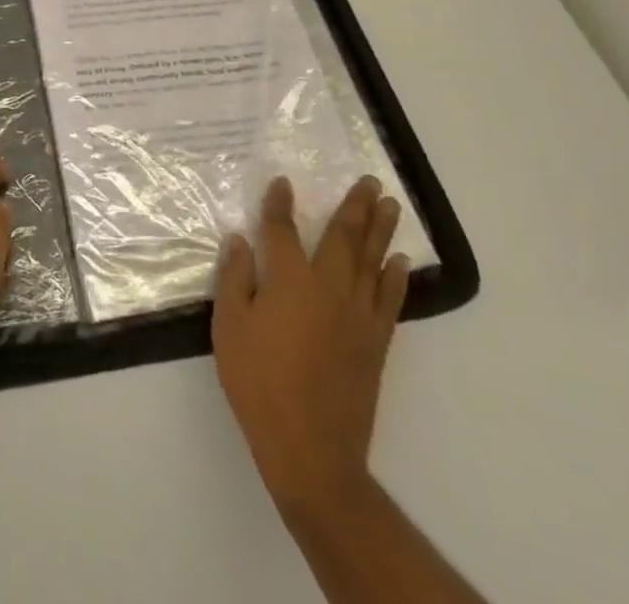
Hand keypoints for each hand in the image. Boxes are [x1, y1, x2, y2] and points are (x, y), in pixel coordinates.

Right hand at [213, 174, 410, 508]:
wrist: (310, 448)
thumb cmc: (259, 383)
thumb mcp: (229, 328)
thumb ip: (235, 279)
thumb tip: (240, 240)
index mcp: (288, 281)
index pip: (282, 231)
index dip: (280, 204)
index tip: (282, 182)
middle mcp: (327, 288)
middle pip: (342, 237)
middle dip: (355, 206)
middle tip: (370, 181)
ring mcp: (357, 315)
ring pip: (371, 261)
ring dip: (380, 230)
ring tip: (390, 205)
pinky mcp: (374, 342)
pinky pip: (389, 299)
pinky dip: (396, 277)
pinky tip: (399, 261)